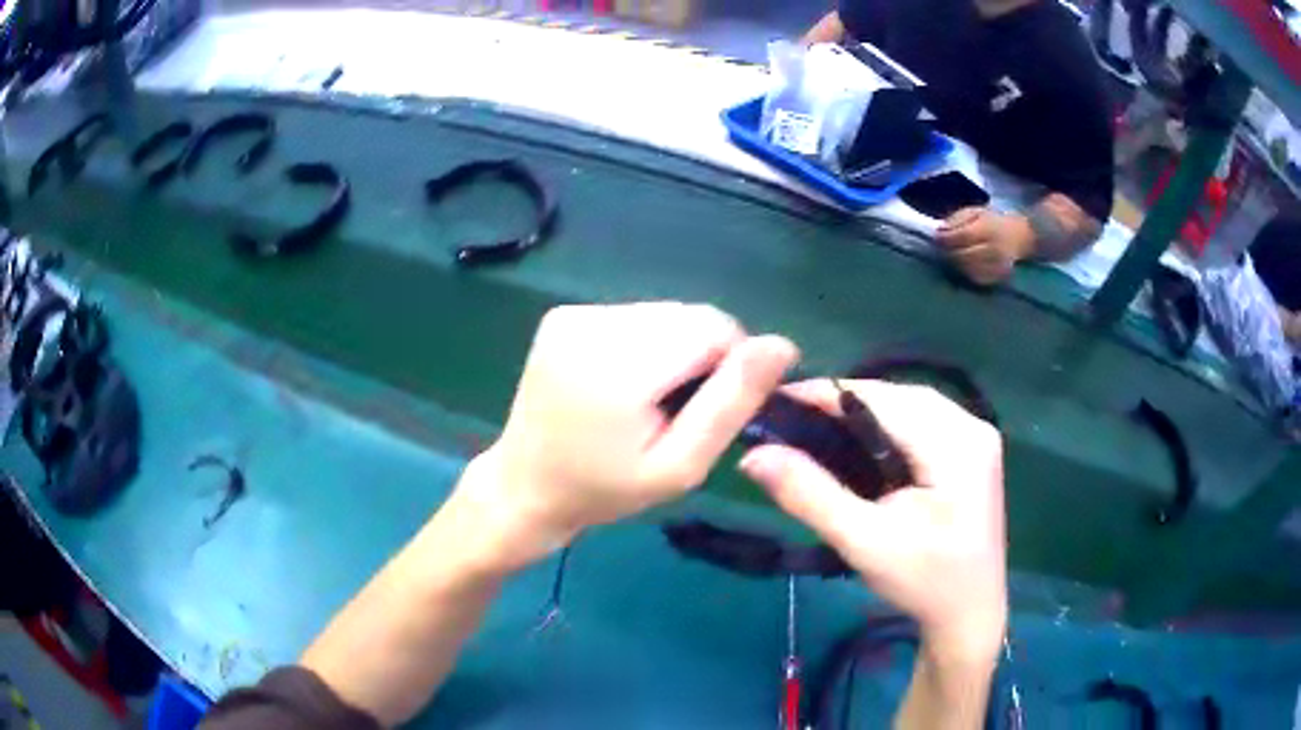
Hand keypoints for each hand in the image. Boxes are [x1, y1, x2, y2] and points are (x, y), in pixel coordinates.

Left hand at [458, 302, 798, 570]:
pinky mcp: (563, 315)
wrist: (525, 487)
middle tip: (677, 411)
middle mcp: (592, 323)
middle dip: (702, 356)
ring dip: (675, 349)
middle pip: (690, 315)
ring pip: (665, 312)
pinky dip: (646, 344)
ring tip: (649, 399)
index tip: (710, 409)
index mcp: (619, 364)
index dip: (731, 364)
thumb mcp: (679, 466)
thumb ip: (731, 403)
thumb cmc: (604, 490)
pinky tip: (625, 383)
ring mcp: (573, 314)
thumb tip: (781, 345)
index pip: (714, 326)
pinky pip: (635, 316)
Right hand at [739, 380, 1006, 664]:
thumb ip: (809, 494)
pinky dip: (887, 427)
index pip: (883, 399)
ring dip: (865, 413)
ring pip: (910, 406)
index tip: (774, 398)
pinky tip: (862, 445)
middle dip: (845, 403)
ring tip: (820, 427)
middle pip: (898, 397)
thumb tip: (754, 455)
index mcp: (957, 444)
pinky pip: (922, 423)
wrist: (969, 617)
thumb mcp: (863, 541)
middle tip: (794, 418)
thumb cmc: (923, 583)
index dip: (826, 394)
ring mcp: (976, 438)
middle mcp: (972, 428)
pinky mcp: (972, 454)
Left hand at [936, 207, 1034, 285]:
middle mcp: (994, 249)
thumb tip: (940, 231)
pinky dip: (966, 273)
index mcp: (988, 229)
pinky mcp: (999, 278)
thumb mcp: (975, 212)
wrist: (1020, 236)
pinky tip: (962, 266)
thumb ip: (957, 219)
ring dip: (955, 264)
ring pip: (969, 269)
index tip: (936, 237)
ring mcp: (998, 266)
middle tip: (940, 249)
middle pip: (964, 255)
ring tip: (950, 256)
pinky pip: (977, 279)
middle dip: (948, 253)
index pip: (963, 236)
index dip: (947, 239)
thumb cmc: (993, 221)